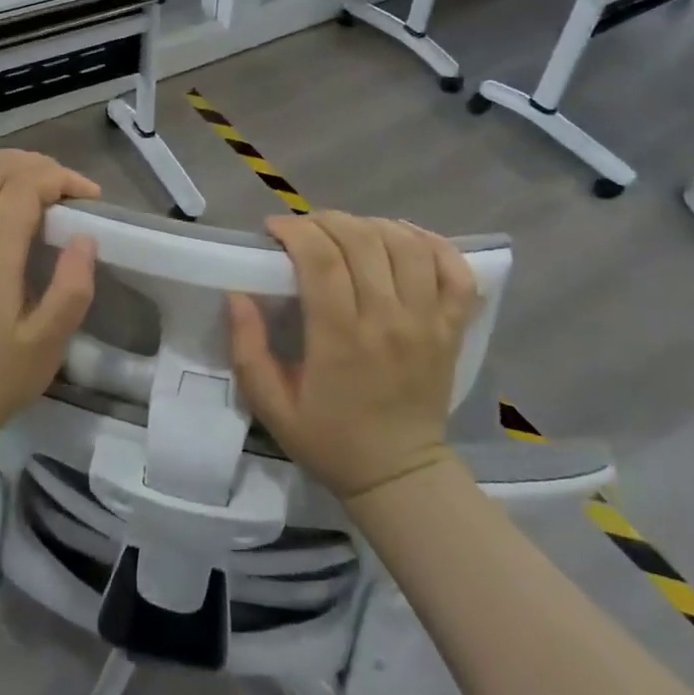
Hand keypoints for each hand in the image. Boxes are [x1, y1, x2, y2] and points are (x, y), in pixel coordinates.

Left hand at [0, 150, 99, 438]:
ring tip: (39, 173)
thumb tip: (85, 237)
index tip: (90, 198)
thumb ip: (72, 288)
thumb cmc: (1, 376)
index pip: (24, 189)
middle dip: (39, 167)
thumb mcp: (49, 343)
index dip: (60, 179)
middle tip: (71, 188)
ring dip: (6, 164)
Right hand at [228, 213, 479, 500]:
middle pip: (363, 241)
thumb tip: (237, 293)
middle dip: (326, 221)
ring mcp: (428, 322)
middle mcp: (389, 321)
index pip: (322, 259)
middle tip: (305, 230)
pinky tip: (403, 238)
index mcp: (341, 340)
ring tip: (347, 232)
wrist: (397, 474)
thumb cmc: (328, 439)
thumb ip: (248, 348)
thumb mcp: (271, 405)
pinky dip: (433, 243)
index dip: (295, 230)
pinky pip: (456, 270)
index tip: (274, 230)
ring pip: (407, 246)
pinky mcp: (454, 328)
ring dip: (372, 225)